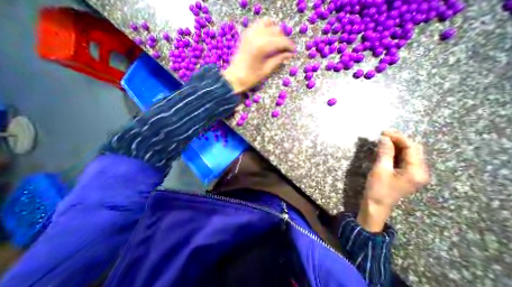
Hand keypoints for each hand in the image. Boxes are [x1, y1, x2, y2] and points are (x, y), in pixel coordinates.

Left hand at [221, 18, 295, 92]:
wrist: (234, 77)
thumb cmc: (251, 77)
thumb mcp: (266, 70)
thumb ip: (278, 60)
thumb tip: (289, 54)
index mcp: (263, 46)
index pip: (282, 41)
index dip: (289, 46)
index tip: (293, 51)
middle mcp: (257, 35)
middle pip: (277, 30)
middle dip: (283, 39)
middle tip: (285, 50)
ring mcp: (250, 32)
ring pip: (268, 23)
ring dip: (275, 31)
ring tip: (277, 42)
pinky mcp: (246, 33)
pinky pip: (259, 24)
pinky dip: (265, 28)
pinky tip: (267, 37)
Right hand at [357, 131, 428, 231]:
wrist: (376, 204)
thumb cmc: (378, 188)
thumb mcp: (380, 169)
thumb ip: (385, 153)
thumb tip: (385, 138)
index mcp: (417, 171)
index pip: (411, 148)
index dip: (398, 138)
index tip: (384, 131)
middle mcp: (420, 171)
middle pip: (413, 150)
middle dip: (398, 140)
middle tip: (383, 134)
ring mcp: (414, 173)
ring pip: (408, 154)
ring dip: (396, 145)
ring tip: (383, 139)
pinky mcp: (406, 174)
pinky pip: (403, 159)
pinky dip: (395, 152)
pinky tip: (386, 149)